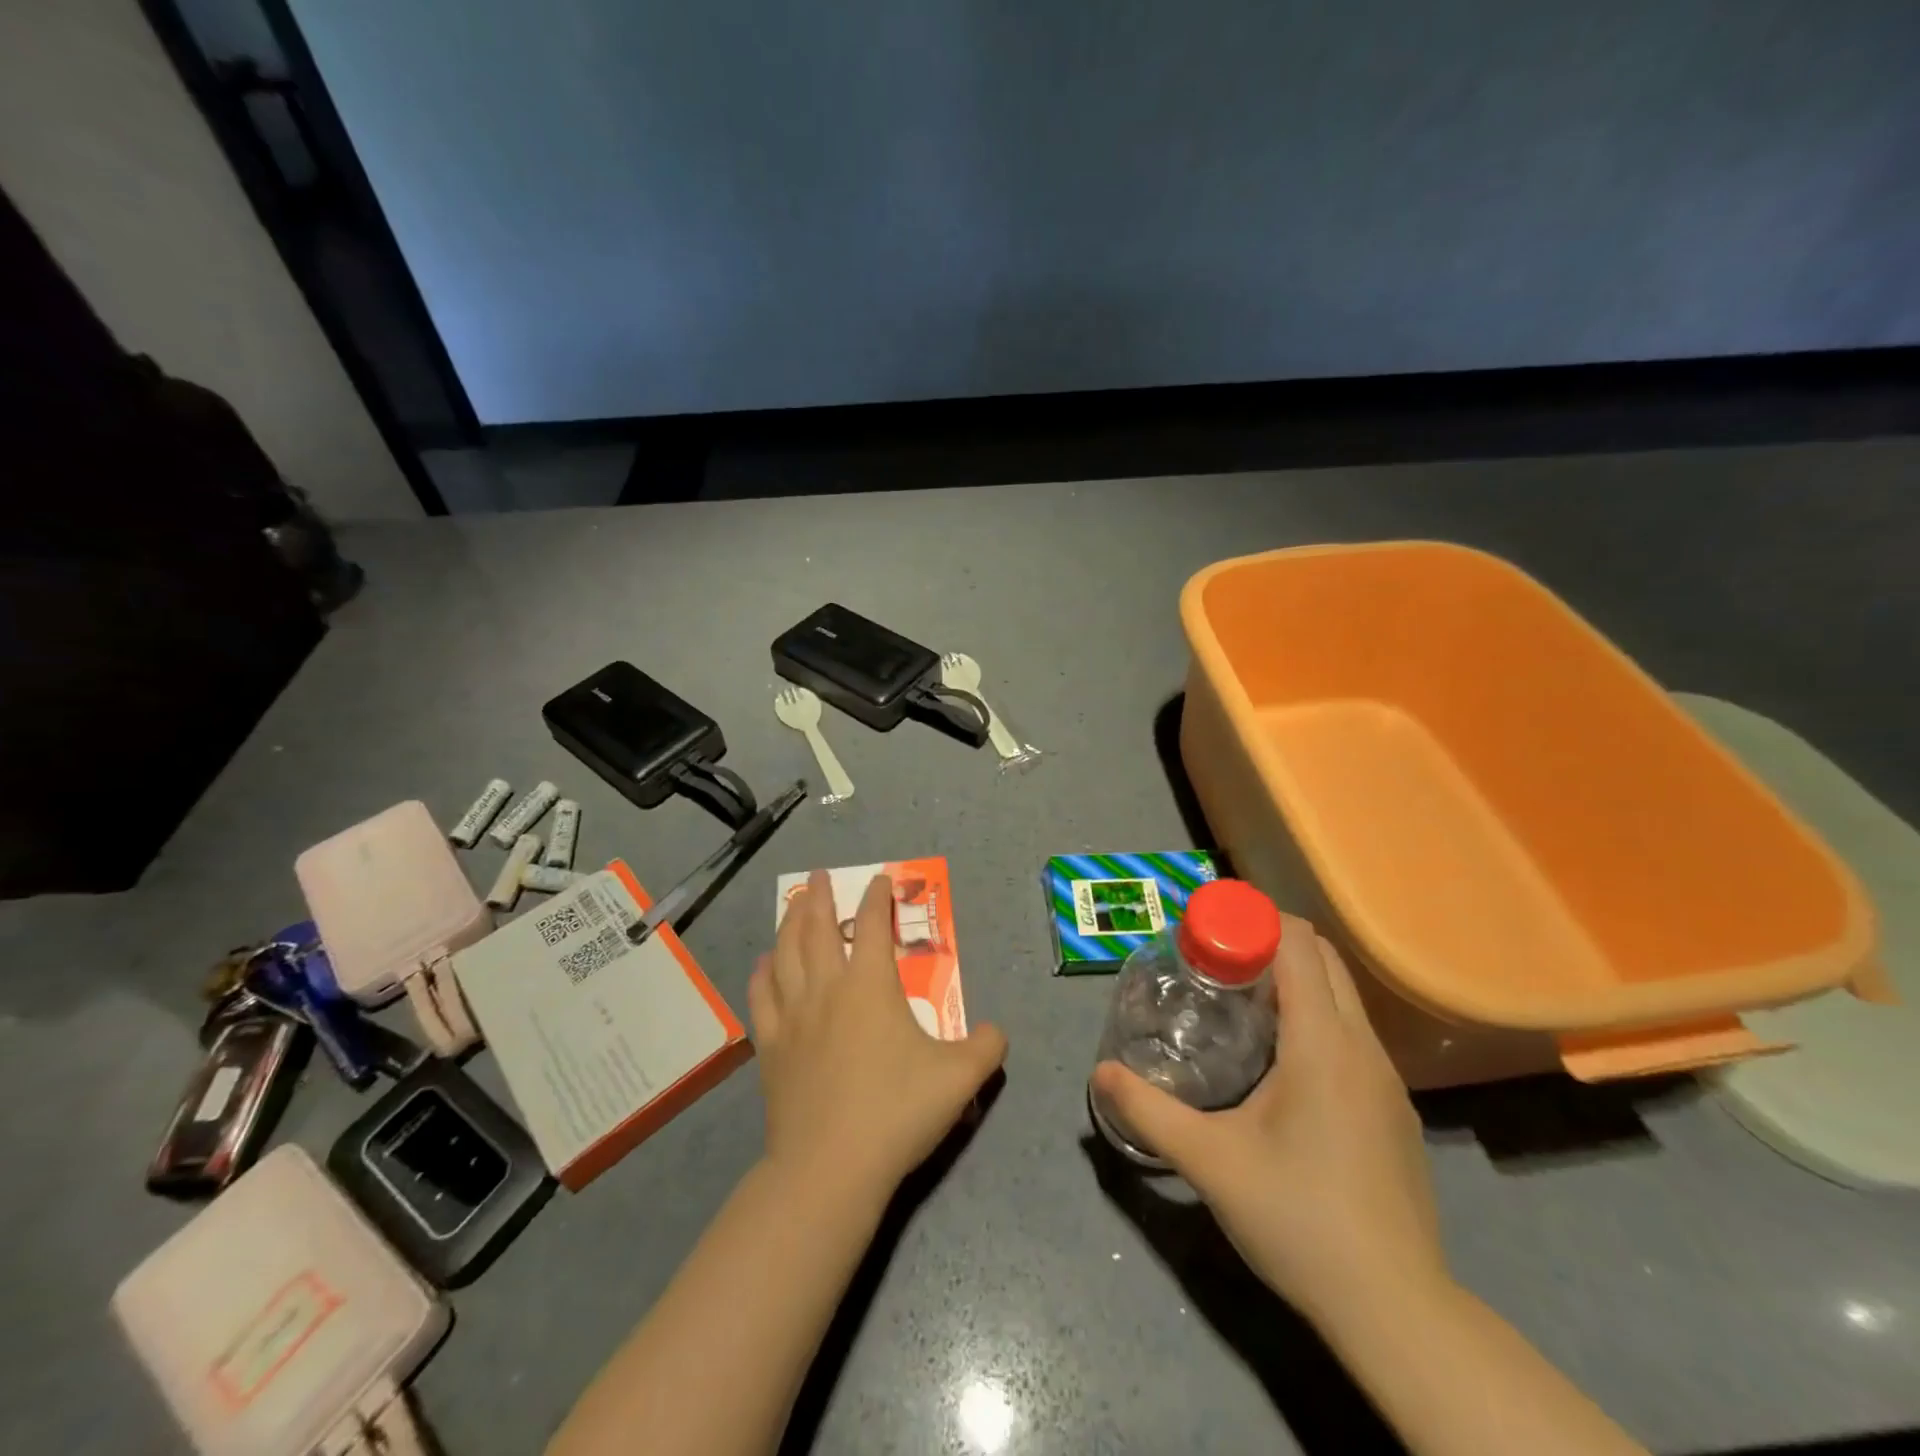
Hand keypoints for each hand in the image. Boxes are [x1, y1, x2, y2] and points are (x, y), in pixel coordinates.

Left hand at [750, 870, 1007, 1204]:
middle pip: (817, 928)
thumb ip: (986, 1048)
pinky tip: (764, 964)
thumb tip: (998, 1033)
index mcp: (870, 986)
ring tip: (792, 905)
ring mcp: (793, 1016)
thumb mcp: (960, 1078)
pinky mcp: (771, 1047)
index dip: (876, 899)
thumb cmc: (897, 1112)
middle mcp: (827, 989)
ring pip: (785, 954)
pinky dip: (763, 973)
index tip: (879, 881)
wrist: (830, 1168)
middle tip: (818, 876)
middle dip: (820, 898)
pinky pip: (762, 996)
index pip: (871, 926)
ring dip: (789, 923)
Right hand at [1091, 921, 1448, 1326]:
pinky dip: (1315, 1017)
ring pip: (1343, 997)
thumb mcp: (1210, 1162)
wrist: (1396, 1311)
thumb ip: (1149, 1111)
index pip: (1300, 945)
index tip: (1208, 928)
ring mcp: (1388, 1080)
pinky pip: (1352, 1034)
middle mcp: (1364, 1048)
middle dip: (1270, 942)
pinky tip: (1278, 1064)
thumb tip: (1099, 1073)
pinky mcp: (1394, 1111)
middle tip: (1214, 961)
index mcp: (1324, 1044)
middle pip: (1324, 959)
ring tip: (1238, 1004)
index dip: (1255, 920)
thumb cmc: (1299, 1219)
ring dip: (1294, 980)